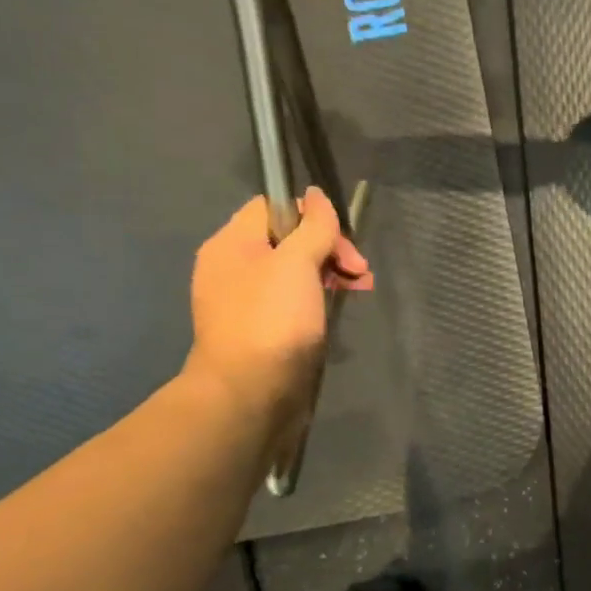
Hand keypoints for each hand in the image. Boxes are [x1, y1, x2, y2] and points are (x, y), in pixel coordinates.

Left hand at [183, 187, 372, 420]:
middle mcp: (232, 268)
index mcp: (231, 243)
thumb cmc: (272, 321)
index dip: (312, 216)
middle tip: (359, 273)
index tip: (341, 242)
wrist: (249, 394)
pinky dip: (314, 302)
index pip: (273, 207)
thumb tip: (317, 196)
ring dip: (327, 276)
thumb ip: (312, 226)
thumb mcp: (296, 263)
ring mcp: (244, 302)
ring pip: (292, 273)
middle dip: (328, 250)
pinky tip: (332, 314)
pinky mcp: (259, 331)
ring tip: (356, 292)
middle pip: (286, 240)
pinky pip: (289, 303)